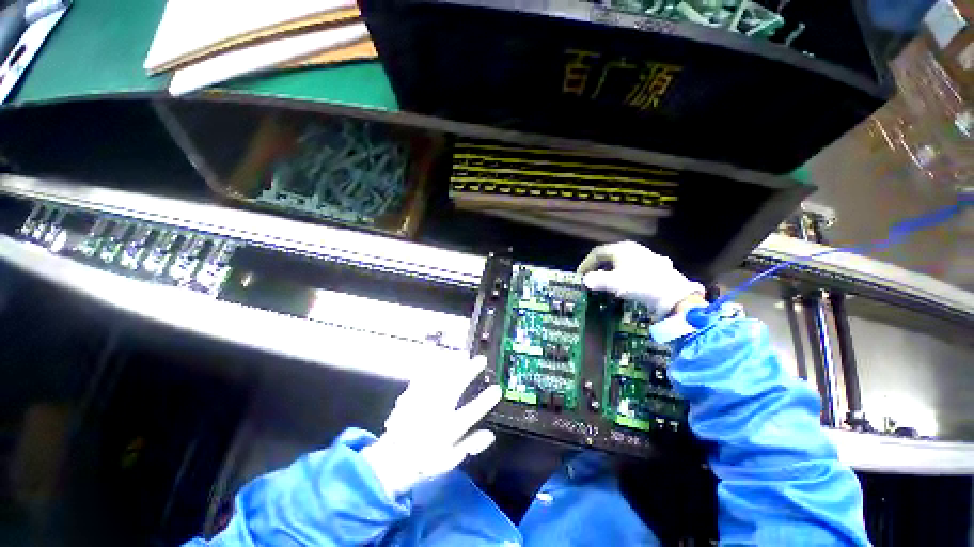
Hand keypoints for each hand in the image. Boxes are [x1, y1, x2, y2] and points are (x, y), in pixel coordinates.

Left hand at [361, 353, 501, 498]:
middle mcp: (435, 413)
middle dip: (470, 371)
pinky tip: (440, 357)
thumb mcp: (450, 459)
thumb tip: (490, 434)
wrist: (392, 459)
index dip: (485, 401)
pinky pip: (423, 376)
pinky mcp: (410, 395)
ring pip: (438, 378)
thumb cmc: (425, 460)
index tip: (497, 389)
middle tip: (481, 360)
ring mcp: (421, 402)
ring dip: (453, 364)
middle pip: (454, 387)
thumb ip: (470, 445)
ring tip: (463, 354)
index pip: (470, 413)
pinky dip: (433, 366)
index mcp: (446, 430)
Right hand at [577, 241, 704, 317]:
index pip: (597, 253)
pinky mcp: (653, 266)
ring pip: (620, 262)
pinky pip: (631, 268)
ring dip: (609, 272)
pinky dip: (622, 275)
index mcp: (621, 249)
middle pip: (609, 256)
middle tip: (590, 279)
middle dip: (597, 268)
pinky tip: (624, 284)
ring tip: (605, 283)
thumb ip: (596, 280)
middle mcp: (632, 249)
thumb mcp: (614, 283)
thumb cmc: (640, 284)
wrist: (673, 294)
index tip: (580, 276)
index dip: (586, 264)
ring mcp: (644, 256)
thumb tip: (585, 280)